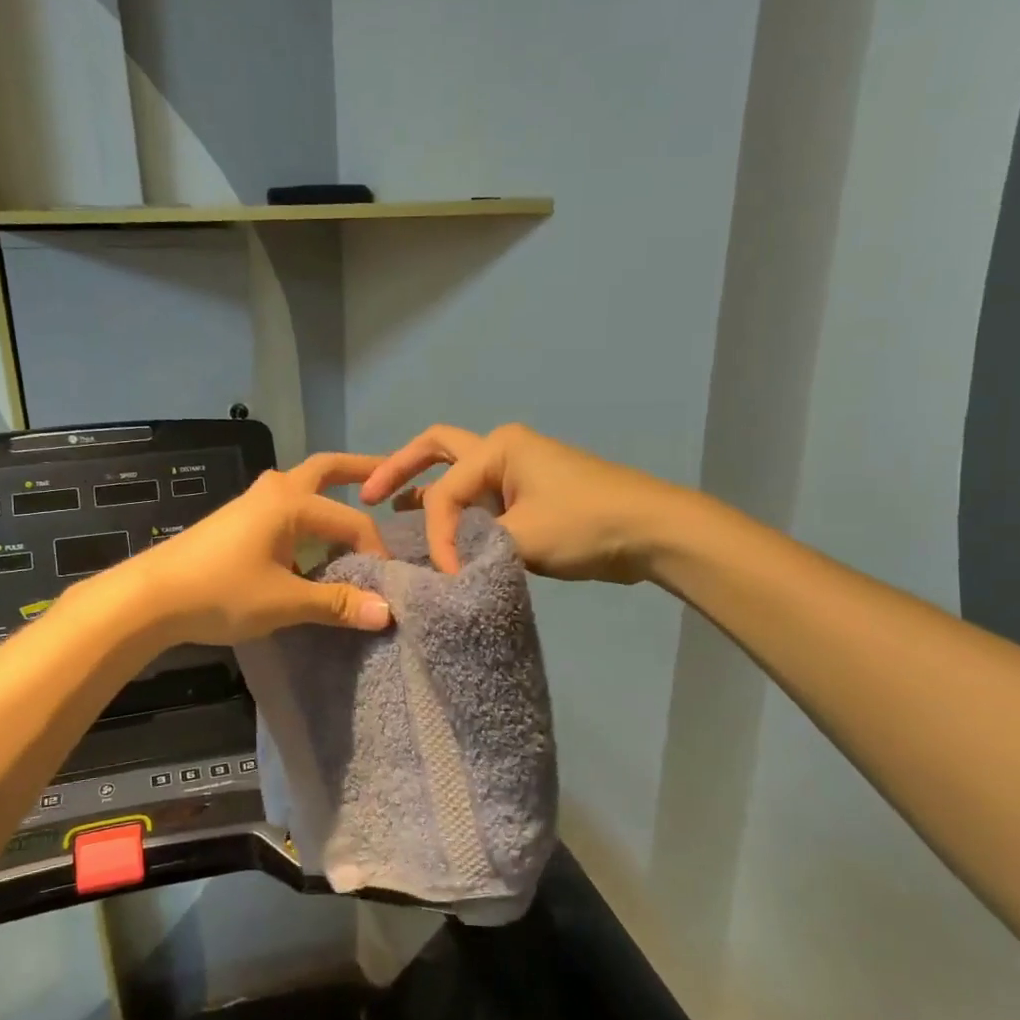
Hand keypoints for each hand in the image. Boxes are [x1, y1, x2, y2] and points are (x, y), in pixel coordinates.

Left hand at [107, 453, 395, 645]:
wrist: (151, 597)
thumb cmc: (221, 592)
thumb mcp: (285, 601)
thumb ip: (337, 603)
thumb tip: (386, 613)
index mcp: (292, 502)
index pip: (352, 522)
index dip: (376, 551)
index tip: (387, 584)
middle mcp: (275, 490)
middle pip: (326, 469)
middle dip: (360, 470)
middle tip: (391, 475)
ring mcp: (252, 502)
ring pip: (302, 486)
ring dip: (330, 492)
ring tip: (357, 508)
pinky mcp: (238, 519)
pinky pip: (286, 507)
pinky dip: (308, 514)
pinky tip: (311, 544)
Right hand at [360, 424, 679, 581]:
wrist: (652, 531)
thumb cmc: (586, 523)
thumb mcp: (522, 537)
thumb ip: (474, 546)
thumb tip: (443, 564)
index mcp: (497, 448)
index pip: (445, 491)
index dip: (435, 532)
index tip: (443, 571)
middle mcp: (501, 450)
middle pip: (436, 450)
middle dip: (398, 468)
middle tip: (366, 495)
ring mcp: (516, 472)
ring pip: (456, 475)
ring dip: (425, 489)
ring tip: (391, 512)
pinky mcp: (528, 496)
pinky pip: (478, 498)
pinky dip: (454, 511)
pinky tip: (438, 532)